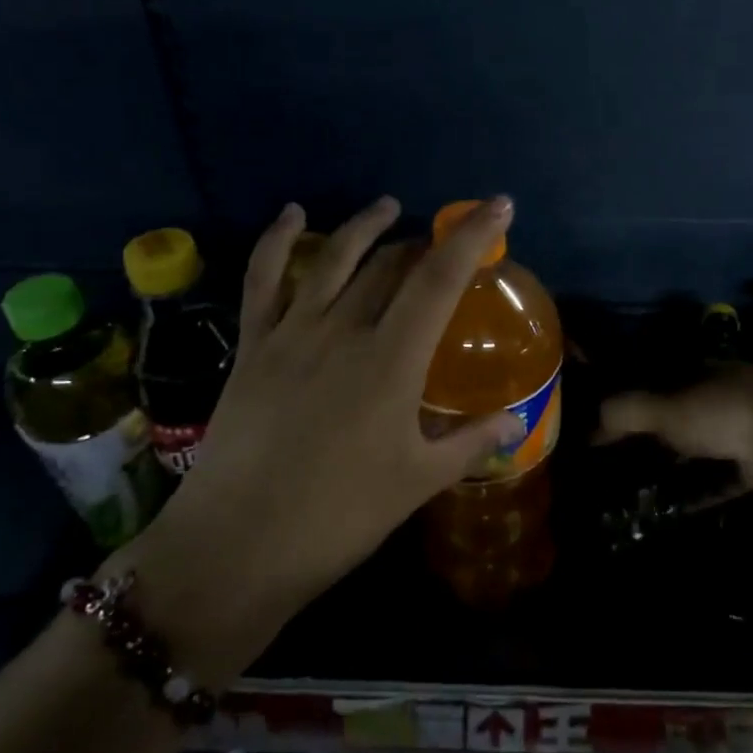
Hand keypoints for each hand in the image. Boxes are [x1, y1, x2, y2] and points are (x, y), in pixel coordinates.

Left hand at [120, 195, 521, 669]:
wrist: (237, 546)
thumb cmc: (339, 517)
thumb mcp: (417, 481)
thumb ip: (470, 442)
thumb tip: (514, 421)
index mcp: (391, 360)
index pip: (439, 279)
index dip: (472, 237)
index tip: (497, 206)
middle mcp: (344, 330)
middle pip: (390, 264)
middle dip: (423, 243)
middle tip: (442, 244)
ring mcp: (292, 333)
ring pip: (333, 258)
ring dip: (365, 227)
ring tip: (387, 207)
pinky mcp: (253, 346)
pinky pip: (263, 279)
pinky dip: (276, 240)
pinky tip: (293, 214)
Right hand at [597, 364, 752, 507]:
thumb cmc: (726, 415)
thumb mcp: (668, 409)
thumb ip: (628, 411)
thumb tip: (589, 420)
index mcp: (710, 369)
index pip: (665, 376)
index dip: (638, 393)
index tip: (611, 417)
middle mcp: (732, 393)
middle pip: (685, 411)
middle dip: (657, 432)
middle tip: (623, 454)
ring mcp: (752, 429)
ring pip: (705, 445)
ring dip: (678, 463)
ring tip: (643, 484)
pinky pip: (723, 477)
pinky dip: (701, 489)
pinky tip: (677, 506)